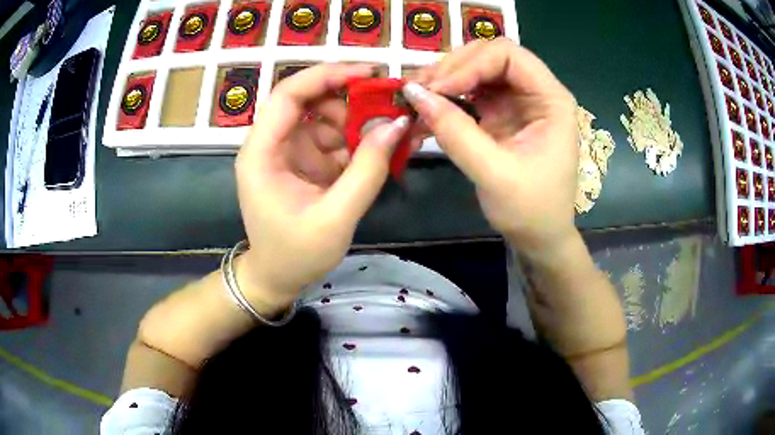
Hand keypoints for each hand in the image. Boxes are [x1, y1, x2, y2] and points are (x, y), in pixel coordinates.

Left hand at [235, 64, 409, 312]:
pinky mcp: (305, 163)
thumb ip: (367, 171)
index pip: (289, 95)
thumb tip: (397, 125)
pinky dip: (358, 142)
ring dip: (359, 122)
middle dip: (350, 101)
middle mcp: (272, 144)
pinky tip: (382, 150)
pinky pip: (334, 140)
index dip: (328, 76)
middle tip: (389, 110)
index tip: (369, 74)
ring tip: (392, 135)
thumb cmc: (296, 255)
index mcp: (262, 153)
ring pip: (326, 118)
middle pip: (310, 101)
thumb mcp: (335, 217)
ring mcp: (289, 152)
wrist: (277, 279)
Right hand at [404, 39, 578, 253]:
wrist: (540, 237)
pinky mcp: (501, 115)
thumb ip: (455, 132)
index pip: (509, 55)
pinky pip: (470, 93)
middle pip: (490, 56)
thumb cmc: (531, 210)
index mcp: (551, 99)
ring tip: (417, 100)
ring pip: (476, 70)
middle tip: (421, 91)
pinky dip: (447, 99)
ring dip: (445, 81)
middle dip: (453, 68)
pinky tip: (427, 112)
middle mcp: (536, 92)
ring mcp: (517, 101)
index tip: (438, 90)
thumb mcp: (494, 174)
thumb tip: (413, 94)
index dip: (470, 64)